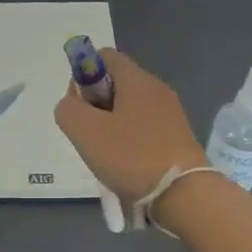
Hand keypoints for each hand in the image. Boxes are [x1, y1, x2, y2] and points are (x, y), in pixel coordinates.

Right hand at [54, 49, 208, 201]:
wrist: (184, 195)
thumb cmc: (131, 156)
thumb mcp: (84, 131)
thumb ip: (68, 109)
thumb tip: (72, 104)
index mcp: (136, 79)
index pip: (104, 56)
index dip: (83, 74)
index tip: (79, 105)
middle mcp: (157, 89)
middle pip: (116, 83)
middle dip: (95, 104)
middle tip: (90, 133)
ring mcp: (171, 113)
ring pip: (129, 108)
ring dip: (111, 125)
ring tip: (106, 154)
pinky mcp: (178, 137)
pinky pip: (145, 128)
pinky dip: (130, 140)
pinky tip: (126, 164)